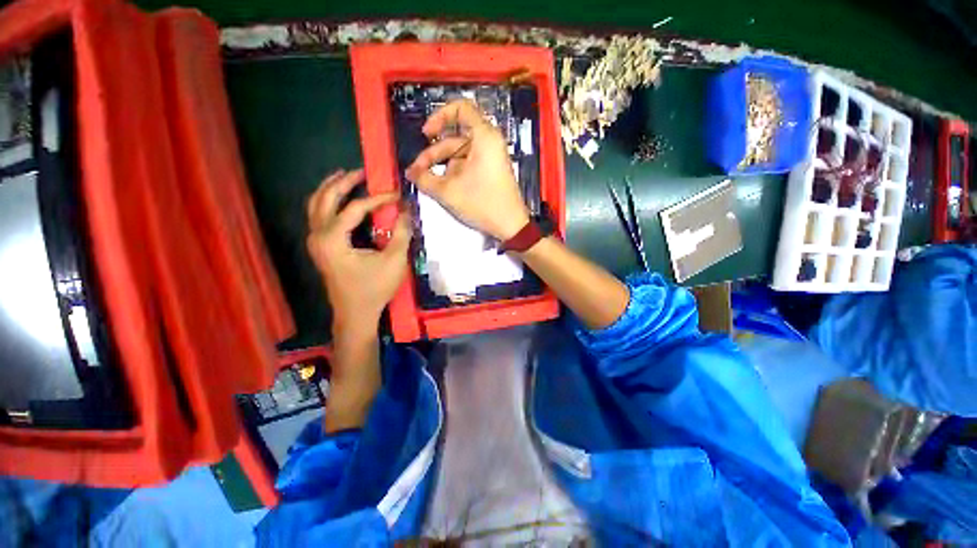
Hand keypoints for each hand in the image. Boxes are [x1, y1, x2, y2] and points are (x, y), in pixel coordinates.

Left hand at [306, 169, 411, 332]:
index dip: (378, 198)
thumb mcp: (394, 261)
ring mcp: (315, 241)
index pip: (355, 208)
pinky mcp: (320, 247)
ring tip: (346, 177)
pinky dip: (328, 202)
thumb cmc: (374, 289)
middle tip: (362, 172)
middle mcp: (318, 236)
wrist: (356, 313)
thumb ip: (401, 233)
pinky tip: (340, 200)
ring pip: (316, 205)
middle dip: (343, 182)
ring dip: (330, 189)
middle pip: (325, 198)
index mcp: (333, 239)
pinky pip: (318, 216)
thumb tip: (408, 210)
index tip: (397, 195)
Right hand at [405, 99, 529, 240]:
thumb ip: (424, 179)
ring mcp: (490, 158)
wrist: (509, 225)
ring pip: (460, 154)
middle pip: (455, 137)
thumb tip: (410, 173)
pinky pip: (468, 164)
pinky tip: (441, 185)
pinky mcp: (490, 171)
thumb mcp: (449, 191)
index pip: (461, 108)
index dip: (440, 116)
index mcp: (484, 137)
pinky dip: (453, 172)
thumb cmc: (482, 203)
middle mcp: (488, 142)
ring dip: (441, 165)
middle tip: (417, 171)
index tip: (426, 134)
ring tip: (426, 181)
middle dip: (434, 153)